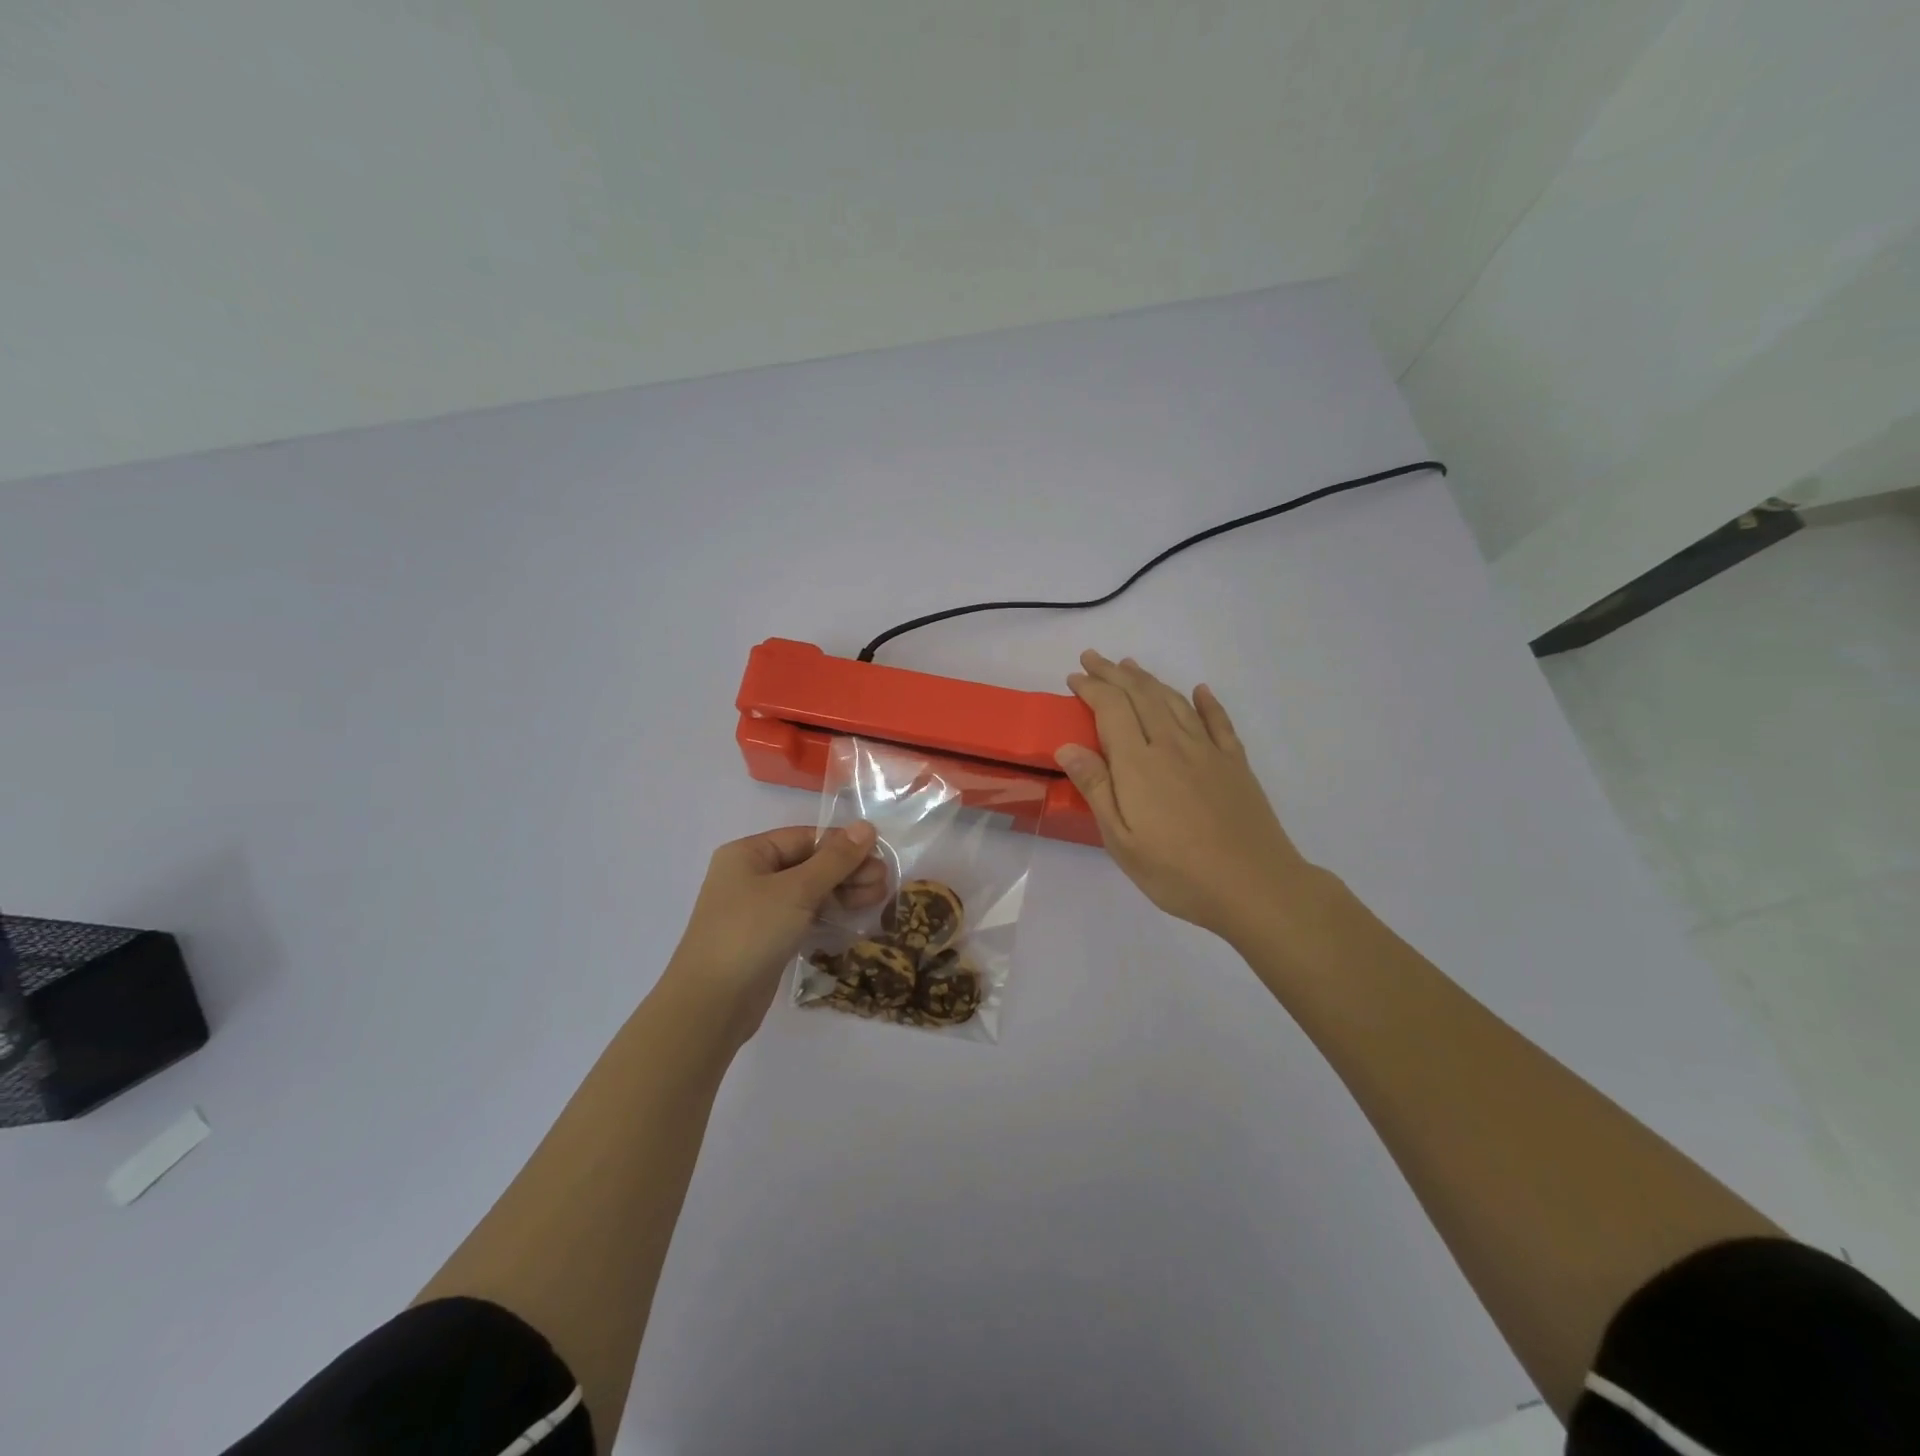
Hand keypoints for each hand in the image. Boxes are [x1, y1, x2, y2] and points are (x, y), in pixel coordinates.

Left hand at [661, 823, 888, 1047]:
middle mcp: (751, 876)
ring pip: (809, 891)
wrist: (711, 1004)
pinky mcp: (767, 938)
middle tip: (885, 881)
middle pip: (809, 863)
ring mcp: (758, 909)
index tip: (879, 855)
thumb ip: (835, 859)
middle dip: (848, 870)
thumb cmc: (751, 933)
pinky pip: (804, 915)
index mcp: (748, 854)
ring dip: (844, 891)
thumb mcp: (797, 890)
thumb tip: (866, 827)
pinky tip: (856, 915)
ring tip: (879, 897)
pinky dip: (829, 913)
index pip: (805, 838)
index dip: (843, 844)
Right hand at [1055, 650, 1319, 944]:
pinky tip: (1200, 691)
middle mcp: (1172, 745)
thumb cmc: (1177, 872)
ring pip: (1174, 701)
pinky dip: (1206, 702)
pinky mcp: (1235, 763)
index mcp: (1138, 763)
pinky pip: (1218, 721)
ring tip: (1131, 666)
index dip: (1091, 688)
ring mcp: (1208, 751)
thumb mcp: (1121, 841)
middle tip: (1093, 658)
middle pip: (1141, 695)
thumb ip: (1096, 788)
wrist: (1255, 886)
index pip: (1111, 709)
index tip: (1074, 678)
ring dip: (1149, 680)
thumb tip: (1068, 746)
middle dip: (1114, 673)